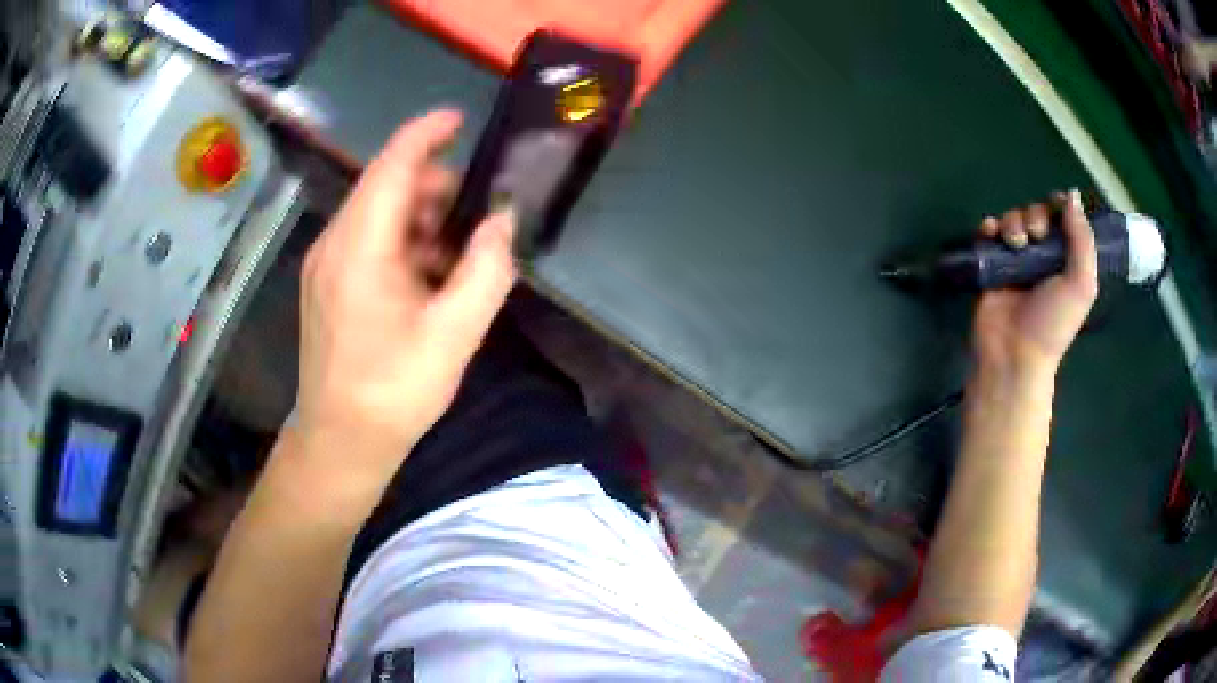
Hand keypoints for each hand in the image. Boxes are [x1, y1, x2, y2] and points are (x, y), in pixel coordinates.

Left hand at [294, 110, 515, 483]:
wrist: (341, 441)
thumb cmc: (394, 391)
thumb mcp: (455, 333)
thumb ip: (487, 269)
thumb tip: (502, 221)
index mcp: (360, 248)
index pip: (392, 165)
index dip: (426, 133)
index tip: (460, 119)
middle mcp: (334, 243)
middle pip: (386, 186)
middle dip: (435, 188)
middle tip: (476, 220)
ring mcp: (325, 264)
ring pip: (378, 214)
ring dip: (421, 220)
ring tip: (455, 259)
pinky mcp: (326, 283)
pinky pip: (367, 241)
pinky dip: (402, 243)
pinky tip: (425, 280)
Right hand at [972, 190, 1096, 378]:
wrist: (1015, 353)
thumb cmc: (1053, 324)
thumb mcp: (1081, 285)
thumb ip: (1082, 240)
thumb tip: (1072, 194)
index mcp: (1067, 260)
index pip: (1063, 220)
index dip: (1059, 206)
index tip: (1056, 205)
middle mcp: (1042, 256)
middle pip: (1036, 213)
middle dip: (1035, 216)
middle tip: (1036, 236)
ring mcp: (1015, 259)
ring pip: (1013, 219)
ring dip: (1013, 222)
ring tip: (1015, 244)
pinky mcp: (991, 263)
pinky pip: (988, 232)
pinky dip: (989, 227)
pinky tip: (991, 235)